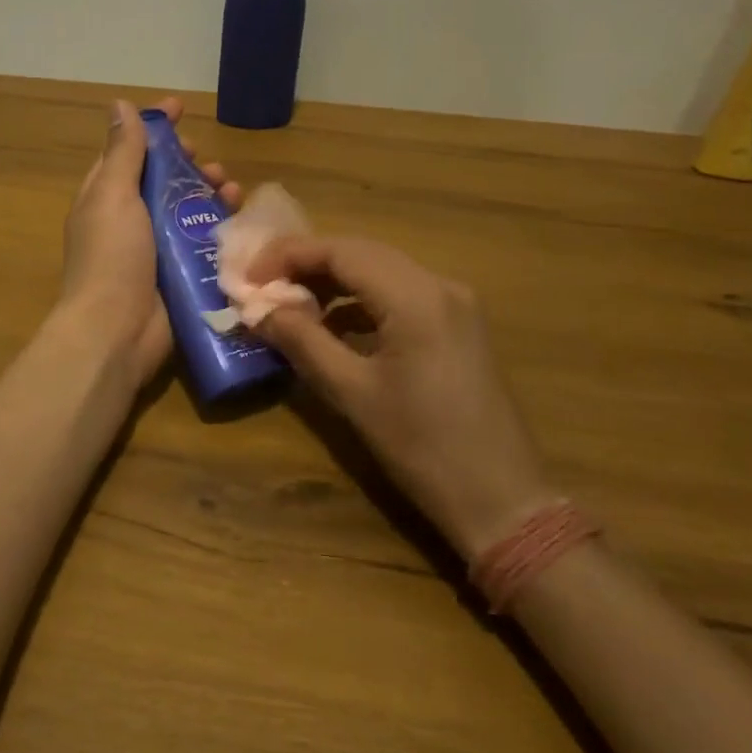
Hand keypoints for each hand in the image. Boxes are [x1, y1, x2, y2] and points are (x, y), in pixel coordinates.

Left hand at [59, 99, 240, 382]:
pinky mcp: (179, 272)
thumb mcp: (112, 195)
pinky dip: (222, 225)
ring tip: (230, 187)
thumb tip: (119, 105)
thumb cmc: (111, 256)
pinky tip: (240, 216)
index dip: (153, 127)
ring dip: (209, 192)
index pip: (129, 150)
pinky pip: (204, 240)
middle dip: (188, 163)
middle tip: (207, 161)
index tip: (180, 106)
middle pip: (163, 179)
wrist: (117, 331)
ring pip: (188, 207)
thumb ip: (122, 152)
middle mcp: (130, 218)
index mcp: (105, 196)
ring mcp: (156, 247)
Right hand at [248, 237, 551, 557]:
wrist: (503, 501)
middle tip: (261, 284)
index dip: (288, 255)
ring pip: (381, 270)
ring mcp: (455, 304)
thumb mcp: (352, 393)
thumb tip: (257, 309)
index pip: (341, 251)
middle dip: (307, 263)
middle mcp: (440, 285)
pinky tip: (333, 324)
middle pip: (361, 253)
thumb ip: (302, 340)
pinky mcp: (458, 325)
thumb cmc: (422, 447)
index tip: (248, 276)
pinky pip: (399, 294)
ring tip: (289, 302)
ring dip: (333, 280)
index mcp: (416, 297)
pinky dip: (360, 300)